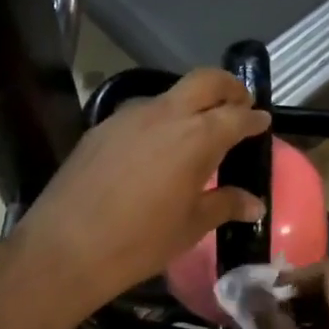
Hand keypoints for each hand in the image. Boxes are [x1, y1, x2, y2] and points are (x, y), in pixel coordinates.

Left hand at [12, 69, 269, 317]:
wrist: (66, 247)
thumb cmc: (140, 242)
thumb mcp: (190, 227)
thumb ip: (224, 205)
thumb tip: (254, 204)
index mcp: (196, 137)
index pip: (236, 115)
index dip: (253, 117)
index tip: (262, 121)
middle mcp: (164, 115)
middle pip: (204, 81)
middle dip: (228, 87)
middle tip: (238, 104)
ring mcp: (128, 117)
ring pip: (168, 95)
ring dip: (189, 103)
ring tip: (195, 131)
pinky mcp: (100, 128)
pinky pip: (139, 114)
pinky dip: (158, 121)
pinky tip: (154, 150)